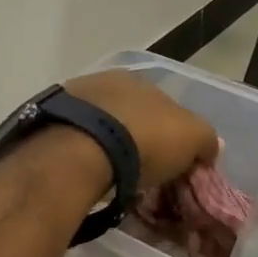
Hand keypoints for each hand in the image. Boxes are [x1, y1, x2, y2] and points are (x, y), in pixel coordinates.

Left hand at [63, 71, 220, 191]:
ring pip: (98, 126)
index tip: (171, 161)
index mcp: (136, 79)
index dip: (170, 133)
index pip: (161, 104)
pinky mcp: (45, 125)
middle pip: (127, 113)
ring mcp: (70, 101)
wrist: (80, 152)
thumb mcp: (191, 138)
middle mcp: (101, 82)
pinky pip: (74, 142)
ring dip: (107, 147)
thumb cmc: (143, 139)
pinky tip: (88, 176)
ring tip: (113, 177)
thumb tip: (211, 146)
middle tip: (142, 171)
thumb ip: (205, 139)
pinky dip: (83, 156)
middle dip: (136, 138)